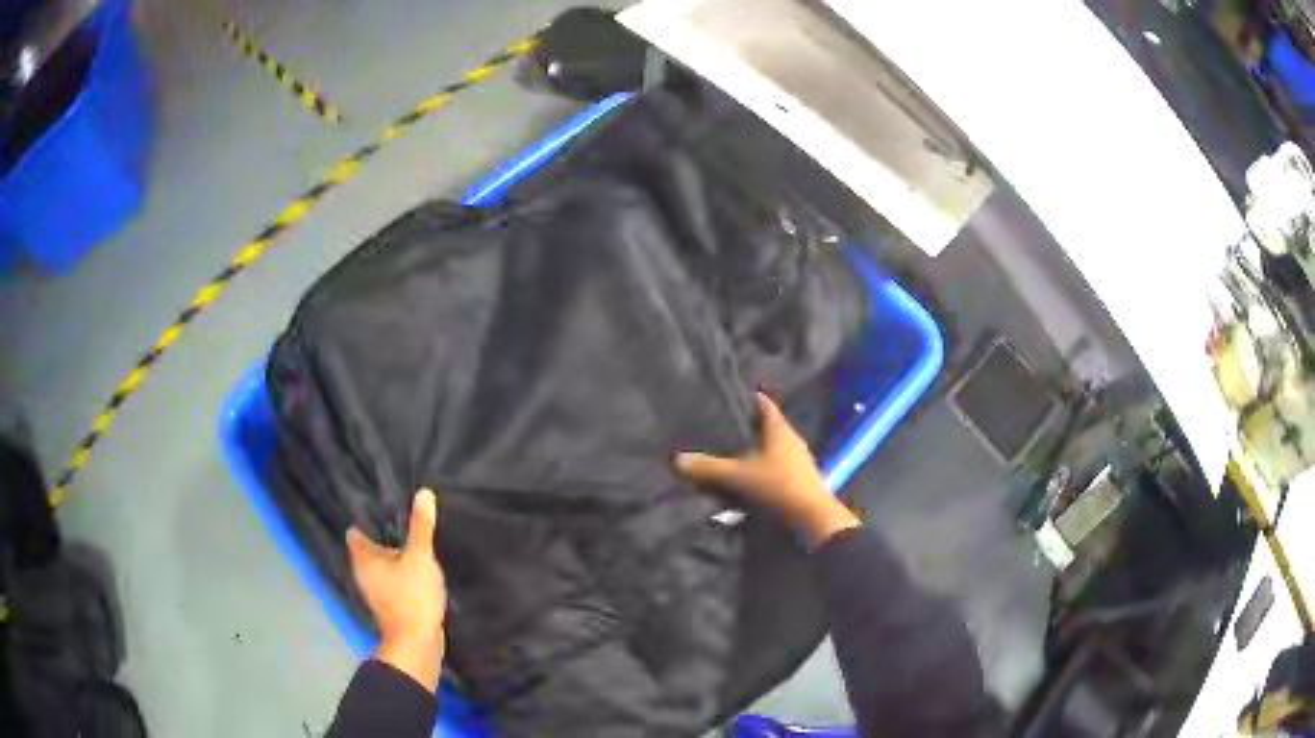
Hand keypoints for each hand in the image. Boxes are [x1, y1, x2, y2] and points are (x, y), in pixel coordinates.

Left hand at [346, 488, 446, 692]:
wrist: (417, 642)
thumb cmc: (412, 596)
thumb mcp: (420, 557)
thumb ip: (421, 527)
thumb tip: (424, 493)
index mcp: (363, 558)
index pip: (356, 530)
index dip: (366, 517)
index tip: (383, 505)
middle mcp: (363, 572)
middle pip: (368, 547)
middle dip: (382, 535)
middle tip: (401, 517)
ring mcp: (375, 590)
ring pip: (380, 565)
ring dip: (393, 555)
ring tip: (412, 539)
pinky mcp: (389, 603)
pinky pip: (391, 579)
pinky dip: (399, 572)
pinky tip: (416, 567)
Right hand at [676, 392, 859, 547]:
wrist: (813, 520)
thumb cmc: (778, 487)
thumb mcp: (738, 476)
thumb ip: (709, 467)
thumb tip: (677, 459)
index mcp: (780, 430)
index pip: (764, 405)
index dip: (749, 399)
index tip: (730, 396)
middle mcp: (791, 441)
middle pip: (768, 427)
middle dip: (747, 427)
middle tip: (722, 426)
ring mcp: (798, 462)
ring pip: (772, 449)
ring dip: (755, 451)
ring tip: (731, 453)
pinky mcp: (799, 481)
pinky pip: (776, 468)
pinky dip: (762, 470)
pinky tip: (747, 478)